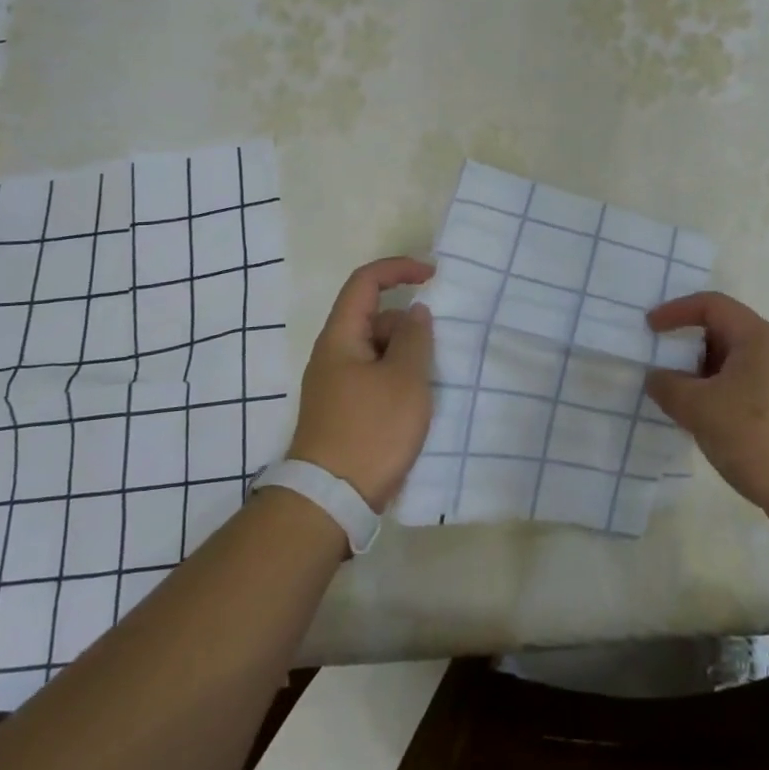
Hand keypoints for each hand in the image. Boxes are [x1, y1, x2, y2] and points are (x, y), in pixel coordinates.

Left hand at [289, 257, 435, 512]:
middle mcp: (333, 354)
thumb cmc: (371, 431)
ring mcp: (337, 383)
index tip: (433, 276)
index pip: (365, 282)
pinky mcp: (344, 409)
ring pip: (377, 349)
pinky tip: (415, 402)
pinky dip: (398, 376)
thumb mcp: (405, 379)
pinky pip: (375, 375)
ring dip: (405, 354)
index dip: (399, 269)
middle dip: (408, 324)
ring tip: (429, 383)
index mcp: (341, 337)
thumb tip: (415, 313)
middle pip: (373, 317)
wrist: (331, 500)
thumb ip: (415, 338)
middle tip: (436, 350)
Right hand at [644, 292, 768, 543]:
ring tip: (674, 399)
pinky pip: (741, 389)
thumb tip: (656, 378)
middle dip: (686, 346)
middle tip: (658, 367)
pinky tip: (701, 423)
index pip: (711, 305)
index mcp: (757, 337)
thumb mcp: (701, 409)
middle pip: (721, 332)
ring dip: (699, 376)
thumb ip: (669, 387)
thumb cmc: (759, 437)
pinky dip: (716, 396)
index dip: (676, 310)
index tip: (649, 329)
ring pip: (730, 365)